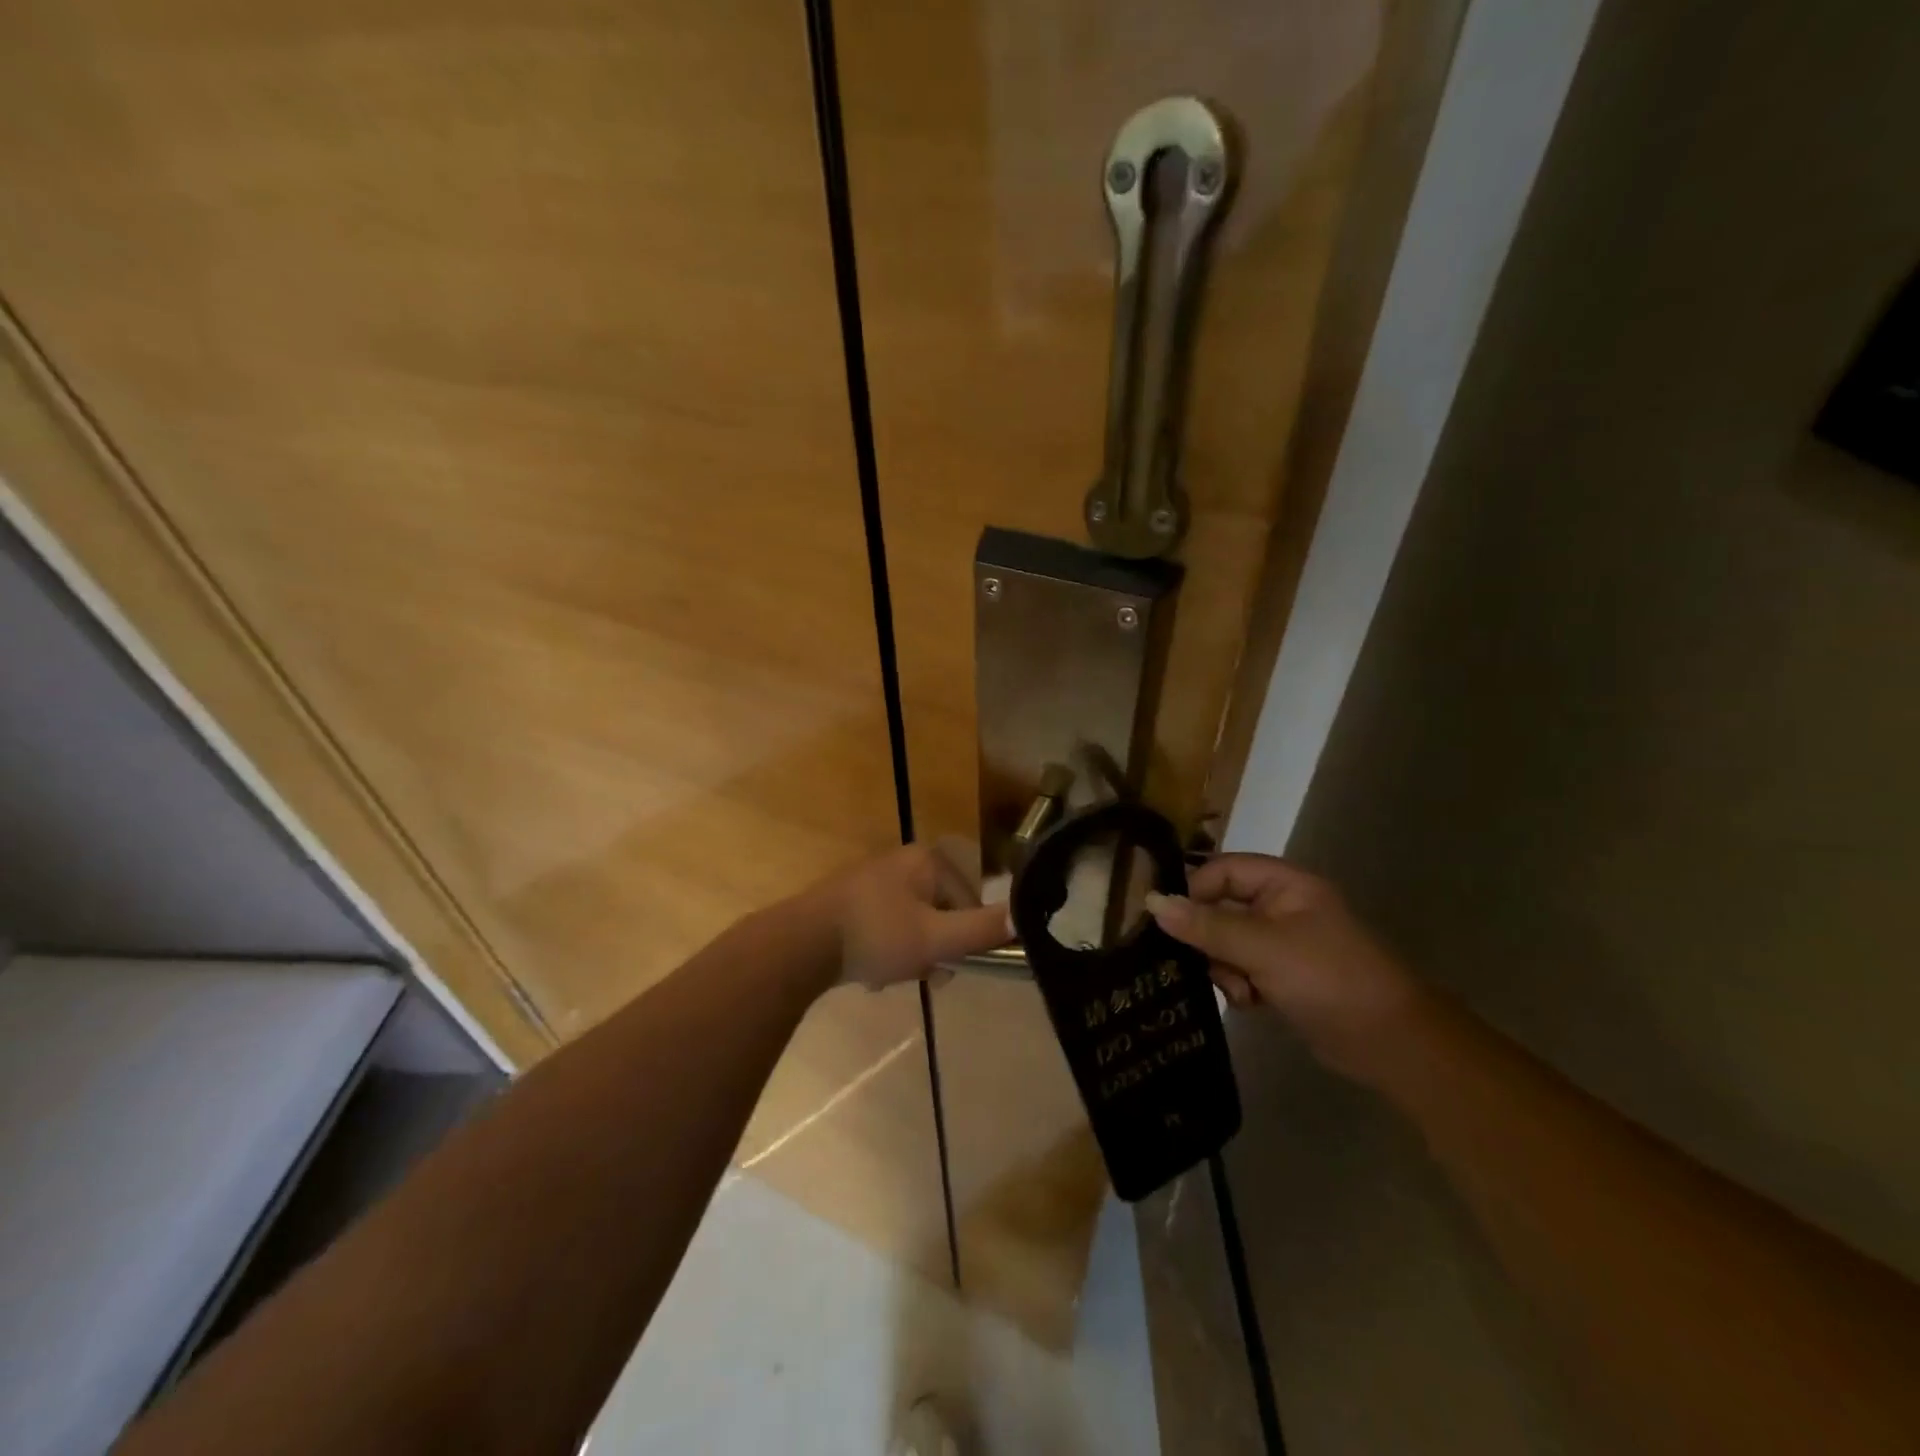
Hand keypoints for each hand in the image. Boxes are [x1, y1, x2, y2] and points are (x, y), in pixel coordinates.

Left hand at [819, 840, 1011, 990]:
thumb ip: (981, 930)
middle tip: (917, 971)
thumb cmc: (876, 935)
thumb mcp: (936, 938)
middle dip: (933, 948)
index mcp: (927, 860)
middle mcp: (903, 861)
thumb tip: (1024, 917)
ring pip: (914, 924)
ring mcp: (874, 879)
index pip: (969, 901)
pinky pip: (887, 927)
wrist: (801, 943)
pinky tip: (869, 970)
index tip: (944, 964)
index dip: (962, 938)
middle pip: (941, 913)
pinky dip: (885, 950)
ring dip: (909, 954)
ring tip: (888, 973)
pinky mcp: (852, 899)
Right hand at [1145, 854, 1424, 1081]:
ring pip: (1226, 942)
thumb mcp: (1262, 947)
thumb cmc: (1328, 978)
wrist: (1391, 1043)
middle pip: (1220, 907)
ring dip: (1223, 967)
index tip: (1170, 925)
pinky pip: (1241, 969)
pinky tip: (1250, 1004)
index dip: (1194, 892)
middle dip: (1209, 939)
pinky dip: (1238, 985)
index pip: (1221, 871)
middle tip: (1203, 965)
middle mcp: (1281, 906)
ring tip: (1239, 992)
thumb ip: (1206, 925)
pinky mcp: (1283, 976)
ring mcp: (1283, 943)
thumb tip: (1152, 902)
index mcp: (1284, 884)